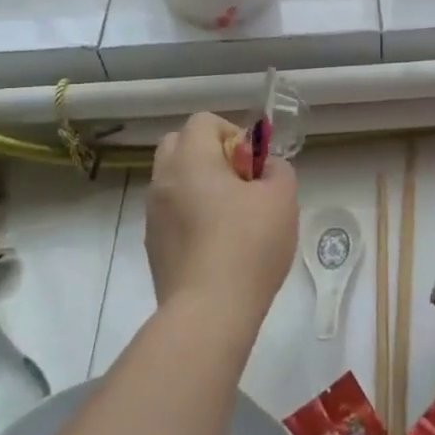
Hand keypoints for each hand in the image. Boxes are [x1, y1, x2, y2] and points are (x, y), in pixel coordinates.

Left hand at [146, 112, 298, 330]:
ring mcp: (153, 215)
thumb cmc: (248, 245)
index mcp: (191, 160)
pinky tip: (216, 243)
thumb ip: (277, 169)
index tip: (252, 165)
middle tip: (239, 182)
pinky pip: (170, 212)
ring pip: (173, 180)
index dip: (232, 133)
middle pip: (179, 144)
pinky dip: (189, 214)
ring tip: (229, 215)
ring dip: (198, 185)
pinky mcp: (152, 246)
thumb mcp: (282, 198)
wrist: (209, 312)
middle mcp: (164, 180)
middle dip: (209, 153)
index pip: (203, 121)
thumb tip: (265, 167)